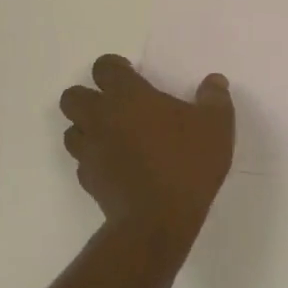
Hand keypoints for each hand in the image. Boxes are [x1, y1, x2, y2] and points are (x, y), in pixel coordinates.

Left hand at [60, 54, 234, 237]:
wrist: (158, 220)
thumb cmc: (187, 163)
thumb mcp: (216, 126)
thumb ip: (214, 98)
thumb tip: (214, 81)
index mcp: (128, 96)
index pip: (104, 67)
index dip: (114, 67)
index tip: (130, 74)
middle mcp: (101, 118)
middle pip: (73, 96)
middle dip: (88, 96)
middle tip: (115, 106)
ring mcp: (90, 151)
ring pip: (71, 130)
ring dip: (86, 128)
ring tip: (113, 136)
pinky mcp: (88, 180)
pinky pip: (82, 161)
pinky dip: (94, 159)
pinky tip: (117, 166)